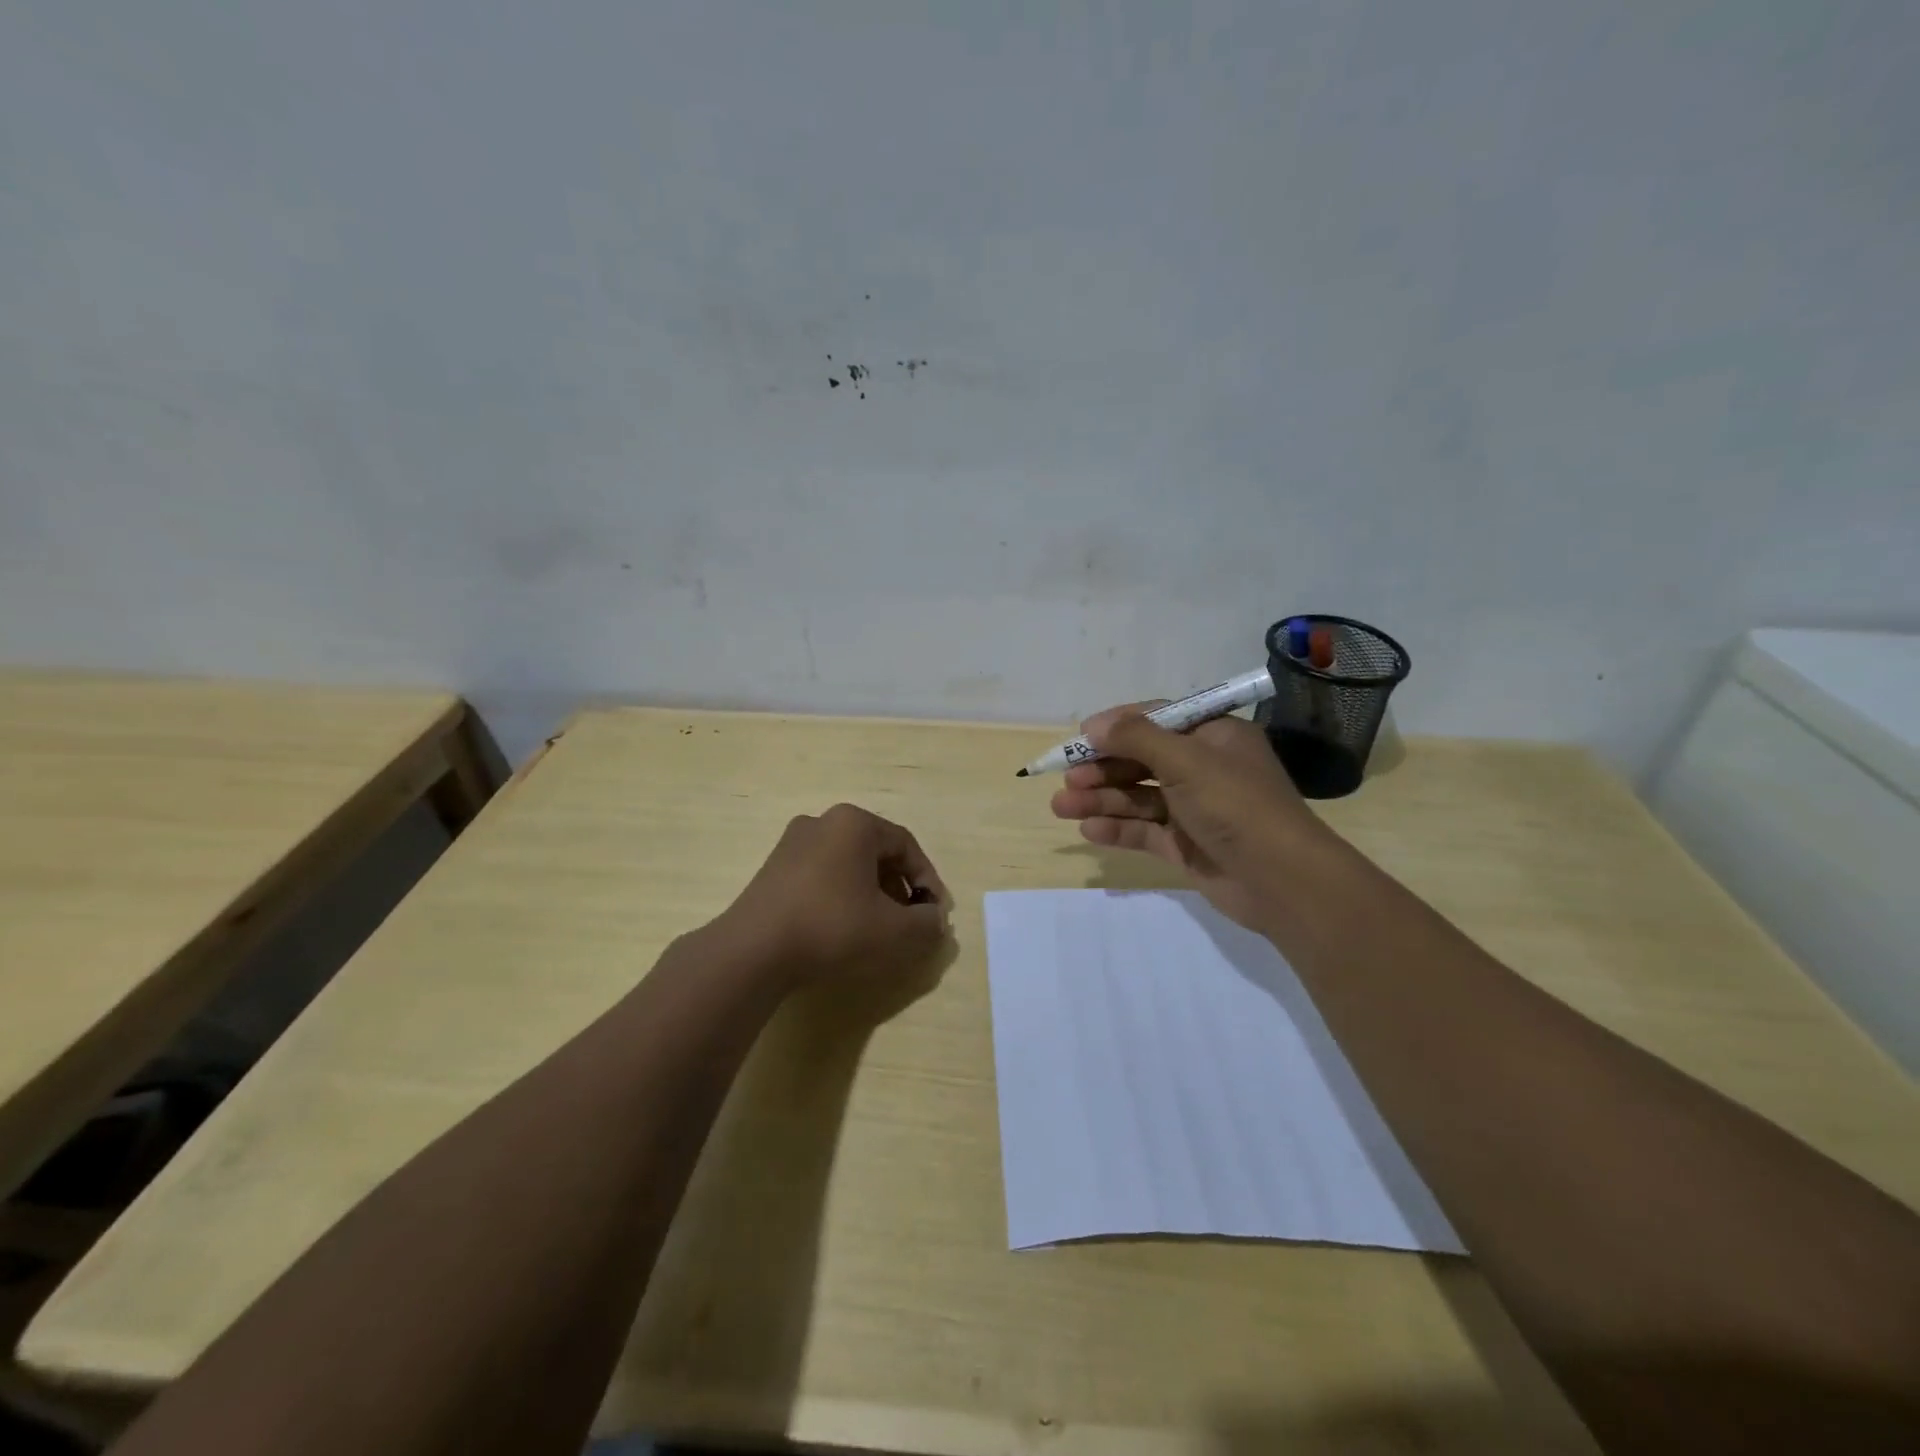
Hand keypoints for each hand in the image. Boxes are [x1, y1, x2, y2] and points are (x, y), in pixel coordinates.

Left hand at [718, 804, 950, 989]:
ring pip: (848, 864)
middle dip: (898, 888)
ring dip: (871, 893)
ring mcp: (792, 843)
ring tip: (877, 928)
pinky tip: (841, 928)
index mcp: (854, 823)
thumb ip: (926, 923)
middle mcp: (822, 822)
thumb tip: (935, 920)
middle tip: (908, 921)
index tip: (934, 913)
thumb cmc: (832, 927)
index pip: (906, 846)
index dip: (927, 880)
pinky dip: (841, 896)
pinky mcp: (773, 869)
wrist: (753, 951)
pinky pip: (822, 875)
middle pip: (876, 852)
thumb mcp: (893, 930)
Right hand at [1049, 704, 1330, 931]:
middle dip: (1102, 768)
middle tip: (1067, 779)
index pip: (1157, 720)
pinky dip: (1117, 829)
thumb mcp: (1186, 760)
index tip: (1080, 737)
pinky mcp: (1186, 845)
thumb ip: (1136, 739)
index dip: (1117, 726)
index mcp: (1213, 737)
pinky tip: (1088, 831)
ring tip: (1061, 807)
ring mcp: (1194, 809)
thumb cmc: (1236, 805)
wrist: (1282, 881)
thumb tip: (1093, 726)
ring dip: (1101, 800)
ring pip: (1138, 797)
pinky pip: (1145, 831)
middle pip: (1142, 760)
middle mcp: (1203, 768)